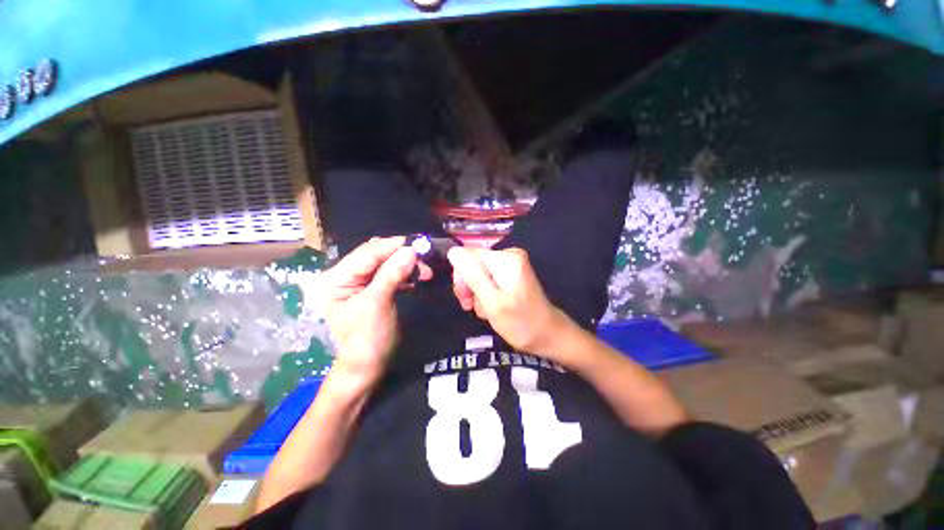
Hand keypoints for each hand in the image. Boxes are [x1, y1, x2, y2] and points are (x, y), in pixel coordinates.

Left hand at [318, 237, 430, 383]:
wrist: (369, 364)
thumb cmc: (368, 338)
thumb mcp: (377, 304)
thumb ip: (391, 274)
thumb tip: (410, 251)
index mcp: (336, 278)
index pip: (367, 253)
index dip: (393, 246)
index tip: (418, 244)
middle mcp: (345, 275)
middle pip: (376, 254)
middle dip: (401, 255)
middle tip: (424, 261)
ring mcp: (359, 281)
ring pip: (385, 262)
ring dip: (405, 264)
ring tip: (424, 272)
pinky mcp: (372, 288)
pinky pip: (390, 272)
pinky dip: (404, 272)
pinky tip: (415, 278)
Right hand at [447, 247, 566, 353]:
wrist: (547, 334)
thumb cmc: (520, 323)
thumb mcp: (492, 302)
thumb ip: (472, 275)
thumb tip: (453, 252)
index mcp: (505, 259)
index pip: (467, 255)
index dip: (461, 276)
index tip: (465, 299)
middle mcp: (509, 254)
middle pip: (473, 262)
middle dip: (469, 285)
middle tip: (472, 307)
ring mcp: (512, 262)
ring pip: (478, 271)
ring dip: (477, 292)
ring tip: (486, 310)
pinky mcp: (512, 270)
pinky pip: (488, 276)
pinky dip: (486, 291)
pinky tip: (492, 306)